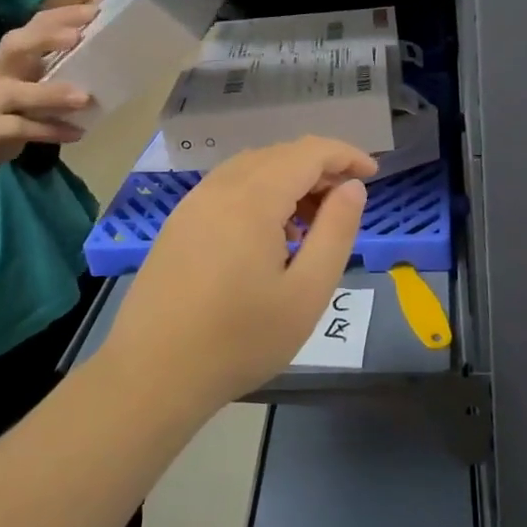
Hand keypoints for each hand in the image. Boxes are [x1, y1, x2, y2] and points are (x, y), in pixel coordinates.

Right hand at [0, 6, 97, 164]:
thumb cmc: (10, 100)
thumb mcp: (30, 77)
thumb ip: (59, 61)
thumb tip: (102, 40)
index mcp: (14, 54)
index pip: (35, 24)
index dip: (62, 15)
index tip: (94, 11)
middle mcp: (1, 71)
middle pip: (15, 46)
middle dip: (44, 38)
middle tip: (77, 37)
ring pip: (19, 93)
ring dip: (52, 94)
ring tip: (84, 98)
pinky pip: (23, 129)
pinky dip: (50, 131)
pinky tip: (77, 133)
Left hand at [103, 138, 378, 412]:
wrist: (152, 375)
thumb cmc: (240, 339)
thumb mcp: (307, 292)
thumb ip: (336, 232)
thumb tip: (352, 187)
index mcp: (253, 198)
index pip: (309, 152)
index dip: (345, 155)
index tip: (373, 173)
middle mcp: (220, 188)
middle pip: (279, 154)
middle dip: (319, 168)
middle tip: (345, 205)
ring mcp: (193, 204)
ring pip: (251, 168)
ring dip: (289, 180)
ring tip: (310, 222)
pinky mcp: (178, 224)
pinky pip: (228, 188)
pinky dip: (260, 193)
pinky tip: (268, 235)